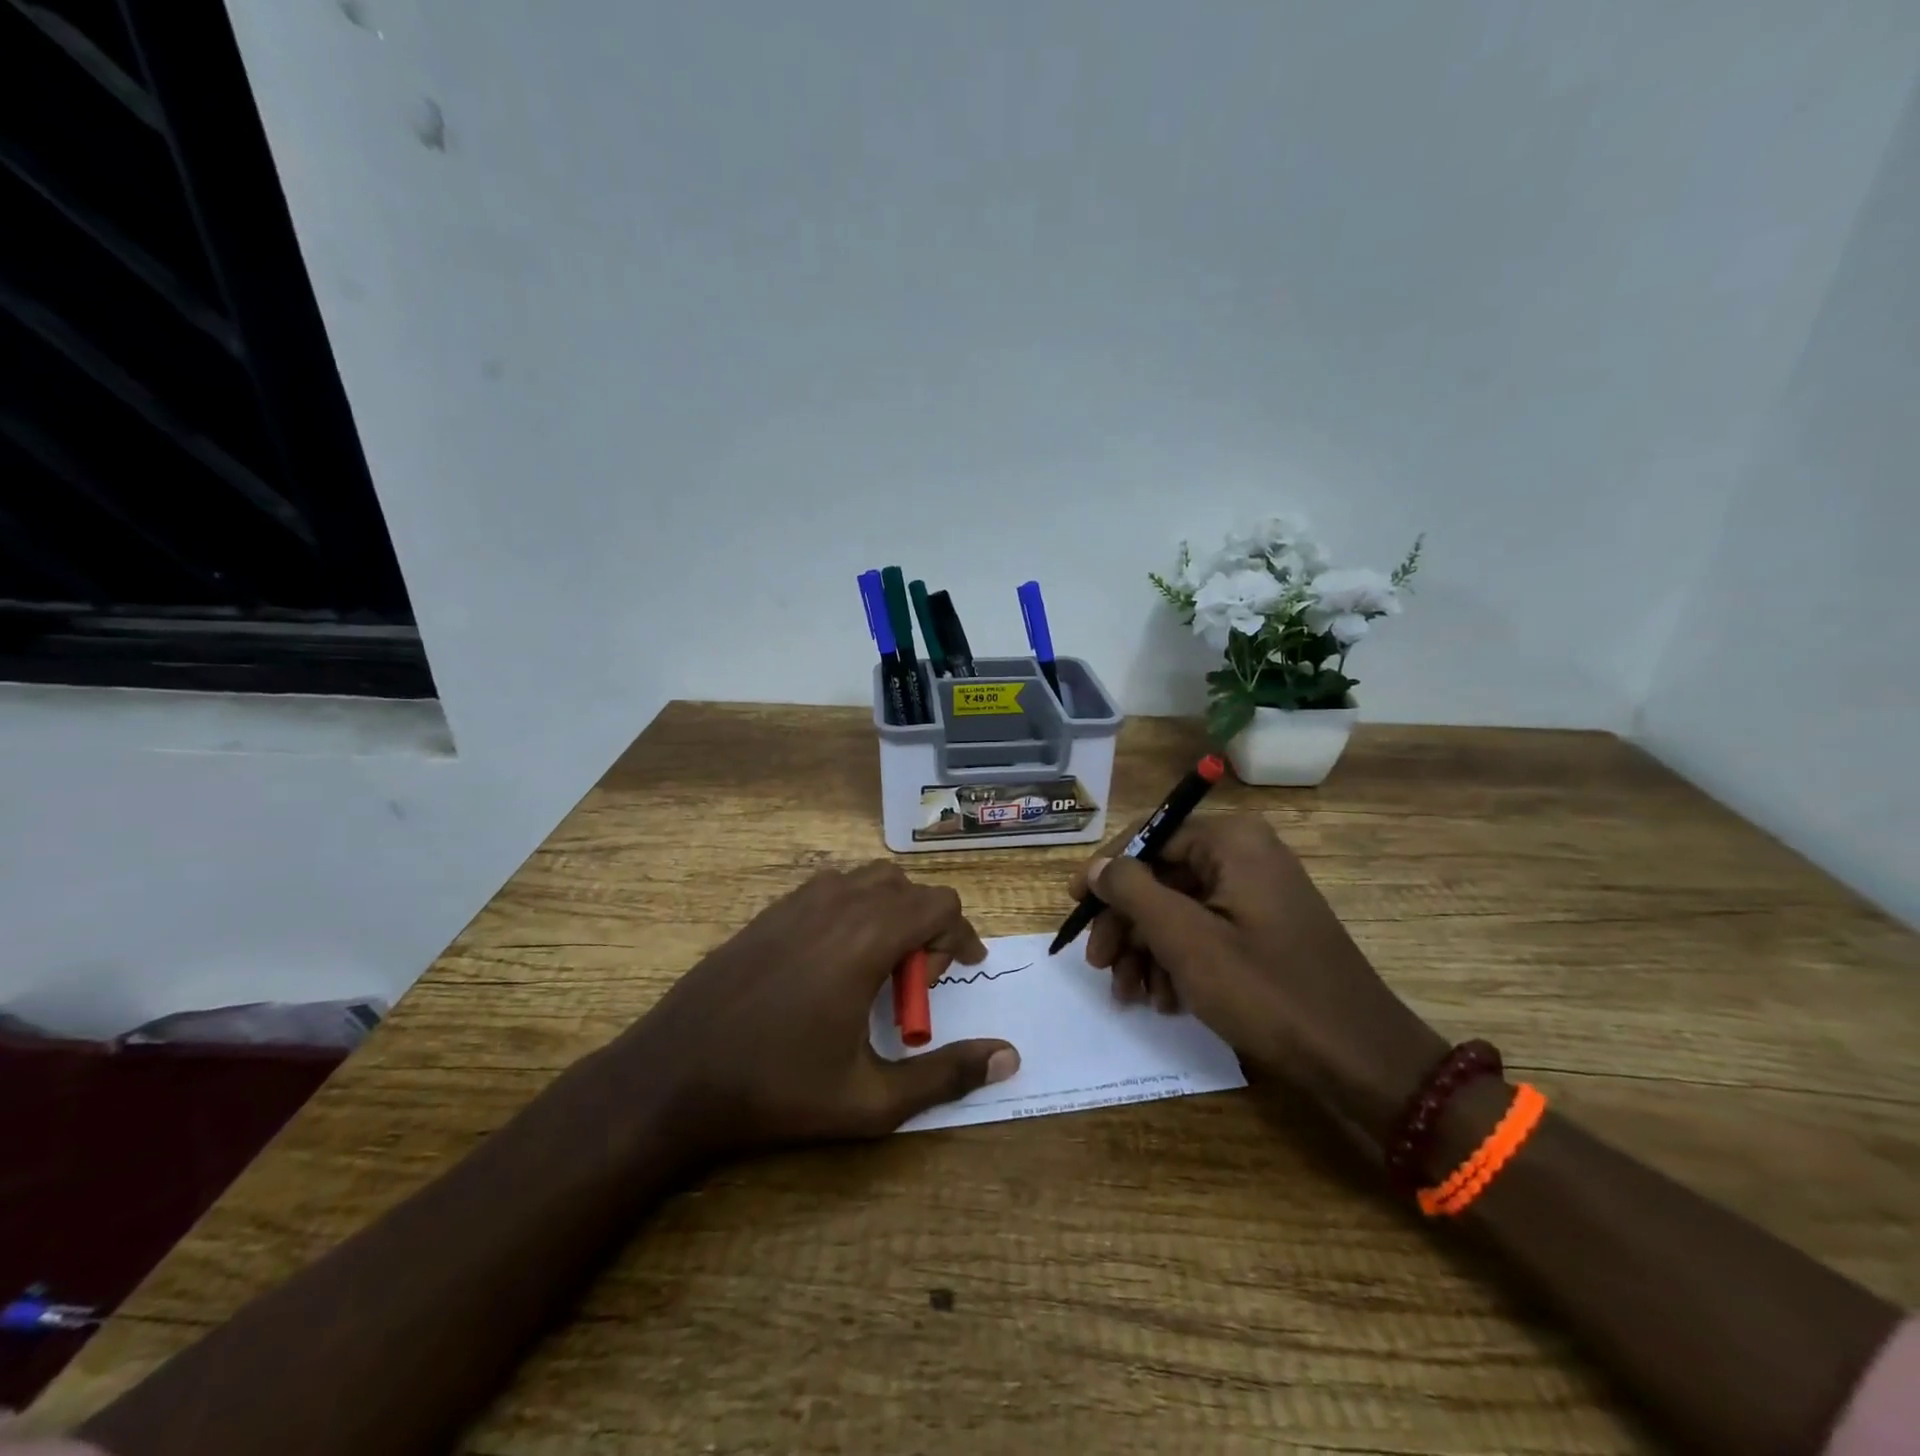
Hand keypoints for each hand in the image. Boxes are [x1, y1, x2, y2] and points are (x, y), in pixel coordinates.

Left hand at [612, 863, 1019, 1159]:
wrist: (674, 1075)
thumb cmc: (778, 1090)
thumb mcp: (872, 1101)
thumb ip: (946, 1076)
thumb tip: (1009, 1056)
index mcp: (867, 937)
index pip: (940, 905)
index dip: (959, 938)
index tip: (955, 977)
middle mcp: (837, 903)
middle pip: (908, 887)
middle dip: (927, 927)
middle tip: (913, 983)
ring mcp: (797, 901)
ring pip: (869, 880)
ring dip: (891, 912)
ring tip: (876, 968)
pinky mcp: (770, 910)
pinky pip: (831, 887)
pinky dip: (853, 909)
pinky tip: (833, 961)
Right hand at [1073, 814, 1444, 1142]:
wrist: (1360, 1060)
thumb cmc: (1267, 991)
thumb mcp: (1187, 940)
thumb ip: (1133, 891)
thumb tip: (1096, 865)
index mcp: (1232, 841)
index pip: (1149, 837)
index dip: (1106, 872)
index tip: (1075, 907)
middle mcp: (1245, 855)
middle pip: (1161, 876)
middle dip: (1127, 925)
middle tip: (1099, 965)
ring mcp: (1257, 893)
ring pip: (1179, 908)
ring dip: (1147, 950)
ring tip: (1130, 994)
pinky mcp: (1263, 929)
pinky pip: (1205, 930)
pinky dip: (1178, 961)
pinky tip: (1165, 999)